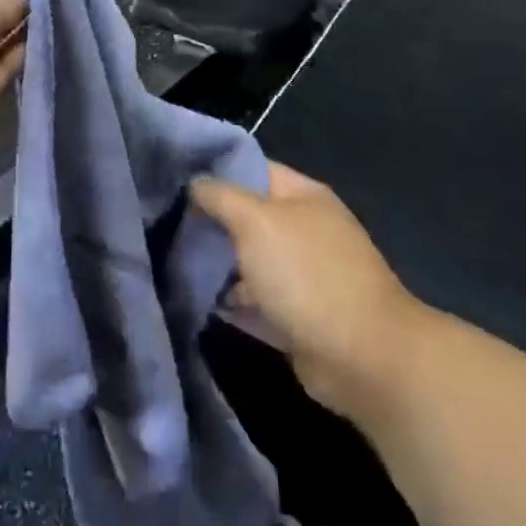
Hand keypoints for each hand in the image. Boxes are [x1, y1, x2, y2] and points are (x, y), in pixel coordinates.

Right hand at [192, 163, 423, 421]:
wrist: (362, 357)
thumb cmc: (306, 274)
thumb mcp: (255, 221)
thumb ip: (220, 197)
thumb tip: (195, 183)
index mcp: (302, 196)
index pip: (251, 168)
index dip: (213, 170)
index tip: (171, 178)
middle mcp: (304, 230)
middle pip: (247, 217)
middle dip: (208, 220)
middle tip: (163, 223)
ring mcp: (302, 276)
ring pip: (248, 261)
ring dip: (215, 264)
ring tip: (168, 261)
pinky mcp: (296, 317)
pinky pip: (254, 302)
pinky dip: (229, 301)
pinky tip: (193, 300)